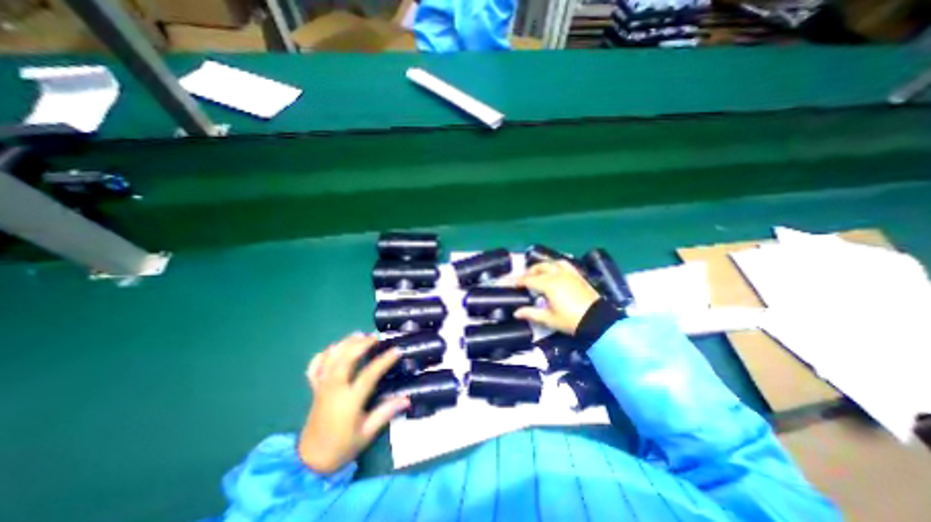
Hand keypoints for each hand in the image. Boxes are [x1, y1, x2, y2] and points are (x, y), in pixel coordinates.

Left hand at [300, 333, 406, 474]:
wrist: (310, 462)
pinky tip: (334, 347)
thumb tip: (407, 398)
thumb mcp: (367, 433)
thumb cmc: (342, 447)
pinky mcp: (315, 389)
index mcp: (349, 401)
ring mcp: (322, 388)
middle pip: (345, 359)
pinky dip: (323, 354)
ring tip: (359, 334)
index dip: (384, 360)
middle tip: (375, 337)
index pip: (368, 375)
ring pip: (330, 359)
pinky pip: (314, 367)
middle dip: (360, 344)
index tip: (397, 350)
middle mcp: (334, 390)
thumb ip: (386, 413)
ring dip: (345, 343)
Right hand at [513, 259, 600, 333]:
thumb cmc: (571, 321)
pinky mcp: (577, 275)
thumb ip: (531, 313)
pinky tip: (554, 271)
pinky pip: (564, 264)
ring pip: (551, 263)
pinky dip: (555, 265)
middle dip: (528, 273)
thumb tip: (516, 312)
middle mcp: (557, 274)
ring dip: (541, 267)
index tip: (507, 282)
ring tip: (537, 274)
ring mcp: (569, 273)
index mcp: (549, 284)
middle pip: (538, 268)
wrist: (598, 321)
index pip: (528, 279)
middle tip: (521, 281)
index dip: (516, 281)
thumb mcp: (549, 319)